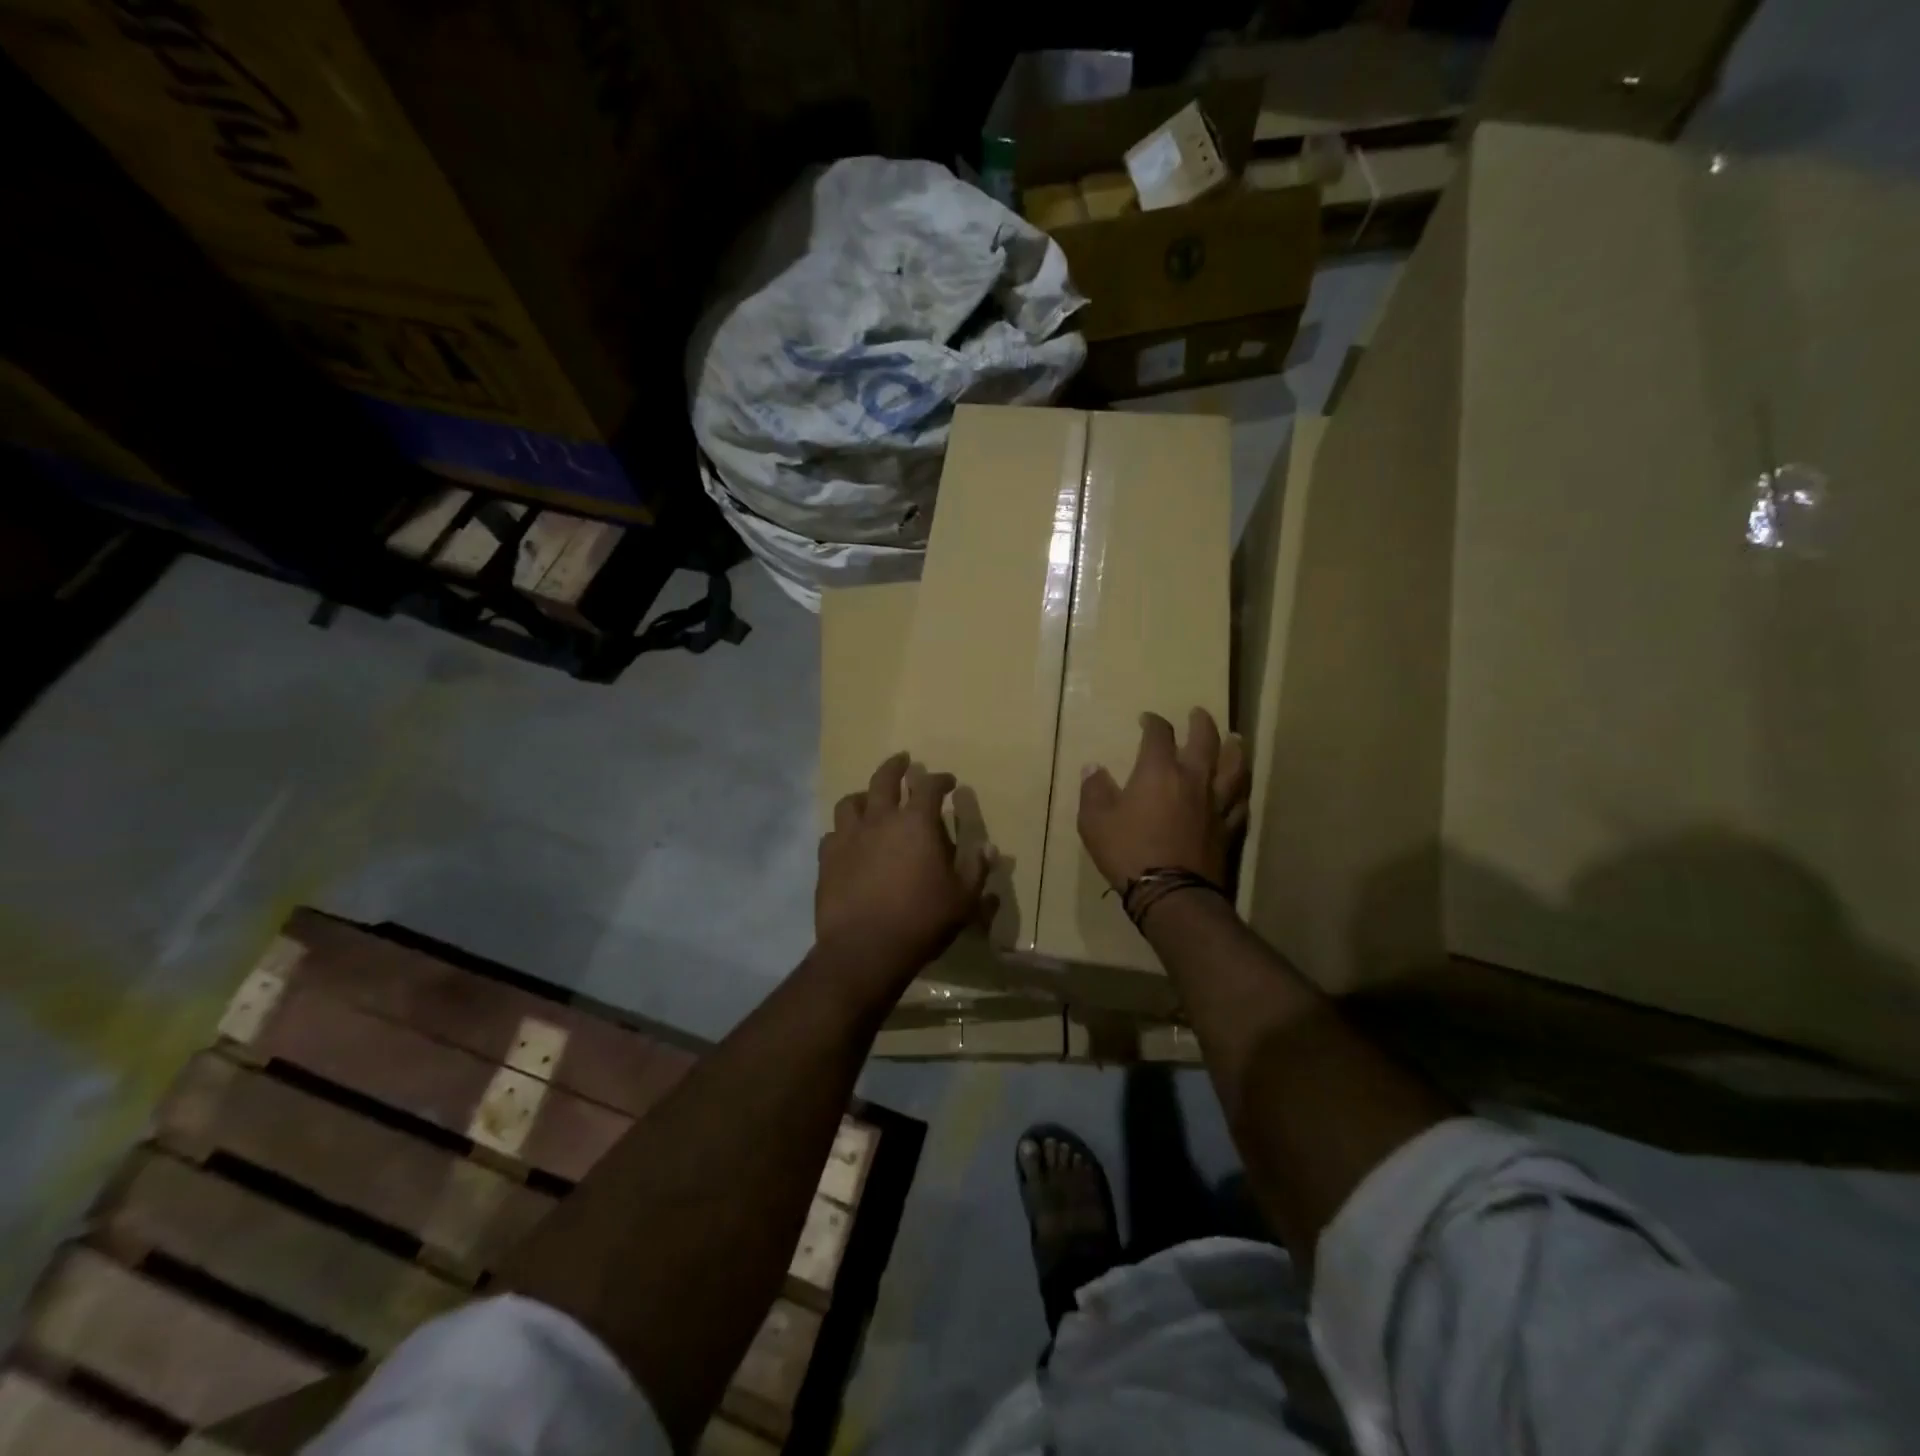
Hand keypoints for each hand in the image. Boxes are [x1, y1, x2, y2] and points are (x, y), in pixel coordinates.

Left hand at [817, 752, 989, 982]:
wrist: (865, 949)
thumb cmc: (922, 920)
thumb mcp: (963, 899)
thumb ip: (976, 870)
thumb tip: (989, 848)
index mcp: (916, 823)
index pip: (929, 786)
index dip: (940, 779)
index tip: (948, 781)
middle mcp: (880, 820)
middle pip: (884, 779)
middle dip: (896, 766)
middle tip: (903, 760)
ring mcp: (848, 837)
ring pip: (851, 802)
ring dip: (864, 796)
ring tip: (870, 800)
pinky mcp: (827, 859)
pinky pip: (832, 834)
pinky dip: (843, 832)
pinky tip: (848, 842)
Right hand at [1078, 708, 1248, 890]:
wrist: (1172, 894)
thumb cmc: (1128, 852)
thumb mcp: (1095, 821)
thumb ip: (1094, 791)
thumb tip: (1094, 768)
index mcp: (1158, 772)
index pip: (1158, 735)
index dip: (1153, 722)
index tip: (1147, 719)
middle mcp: (1193, 779)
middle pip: (1204, 741)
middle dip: (1201, 723)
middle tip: (1199, 713)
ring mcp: (1216, 804)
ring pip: (1233, 768)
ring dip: (1234, 750)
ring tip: (1235, 739)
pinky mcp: (1228, 829)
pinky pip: (1240, 803)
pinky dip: (1240, 792)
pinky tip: (1240, 790)